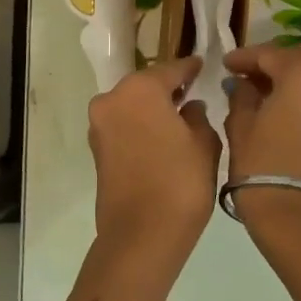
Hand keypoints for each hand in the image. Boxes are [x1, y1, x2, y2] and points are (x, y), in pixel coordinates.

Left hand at [86, 55, 221, 271]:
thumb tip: (190, 108)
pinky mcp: (96, 150)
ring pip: (132, 105)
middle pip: (146, 84)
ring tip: (179, 116)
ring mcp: (100, 125)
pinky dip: (141, 125)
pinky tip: (162, 136)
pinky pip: (124, 125)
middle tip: (192, 90)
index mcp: (140, 89)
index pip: (171, 69)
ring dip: (152, 107)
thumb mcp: (204, 144)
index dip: (190, 68)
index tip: (203, 64)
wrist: (141, 236)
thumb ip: (198, 116)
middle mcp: (113, 99)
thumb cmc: (180, 183)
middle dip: (168, 87)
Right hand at [222, 41, 300, 229]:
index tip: (225, 64)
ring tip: (267, 90)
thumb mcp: (241, 125)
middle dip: (275, 60)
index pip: (270, 53)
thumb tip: (243, 83)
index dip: (244, 57)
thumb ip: (242, 95)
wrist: (299, 216)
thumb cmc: (263, 166)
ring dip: (294, 74)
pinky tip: (285, 105)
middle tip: (250, 74)